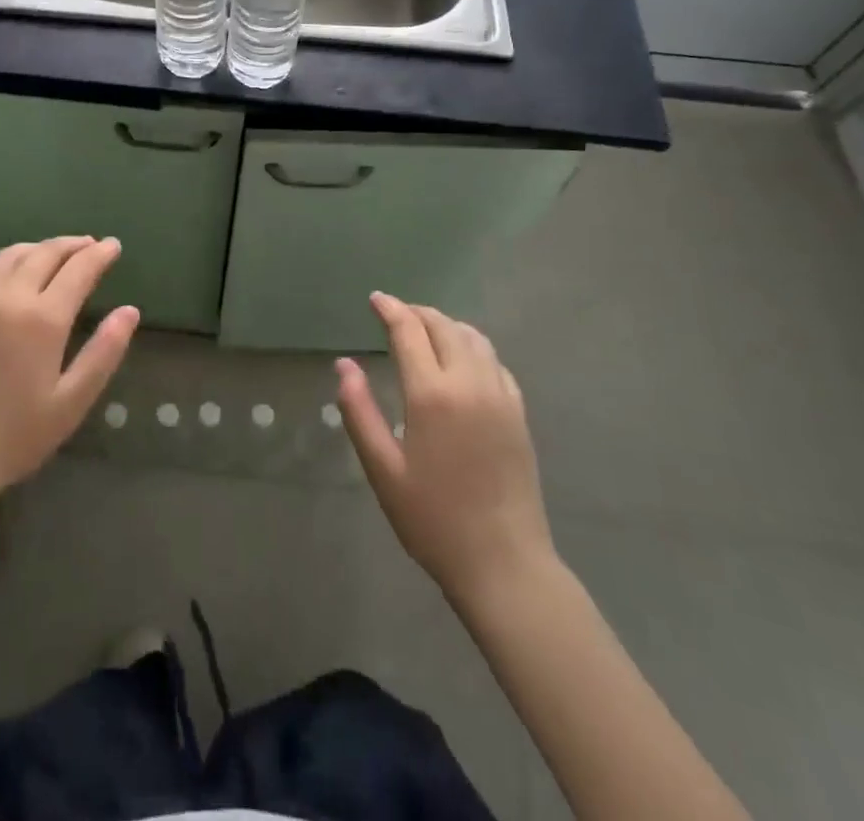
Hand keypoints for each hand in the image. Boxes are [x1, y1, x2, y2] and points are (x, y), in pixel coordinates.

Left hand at [0, 236, 138, 510]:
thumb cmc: (15, 433)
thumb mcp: (72, 401)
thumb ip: (104, 352)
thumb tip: (130, 311)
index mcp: (43, 318)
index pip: (78, 269)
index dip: (99, 255)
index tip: (114, 246)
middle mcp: (9, 297)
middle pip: (45, 253)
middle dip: (72, 245)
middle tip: (90, 244)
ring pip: (13, 255)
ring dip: (41, 248)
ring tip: (57, 252)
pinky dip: (10, 262)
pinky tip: (14, 274)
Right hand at [337, 292, 557, 610]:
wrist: (504, 564)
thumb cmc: (433, 519)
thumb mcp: (382, 469)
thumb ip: (359, 411)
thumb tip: (344, 365)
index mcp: (432, 394)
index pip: (409, 331)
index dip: (390, 309)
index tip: (375, 299)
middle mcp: (470, 383)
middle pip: (443, 326)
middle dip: (417, 312)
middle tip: (395, 313)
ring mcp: (501, 396)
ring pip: (474, 338)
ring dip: (446, 325)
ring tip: (426, 331)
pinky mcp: (519, 414)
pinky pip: (495, 362)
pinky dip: (473, 346)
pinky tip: (462, 361)